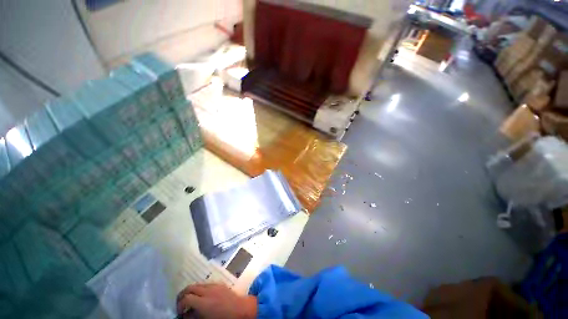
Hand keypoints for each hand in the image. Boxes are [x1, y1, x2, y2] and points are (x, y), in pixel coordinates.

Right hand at [176, 283, 256, 318]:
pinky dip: (201, 289)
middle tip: (181, 304)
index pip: (186, 298)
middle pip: (190, 287)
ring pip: (198, 284)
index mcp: (203, 302)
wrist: (241, 309)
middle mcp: (208, 291)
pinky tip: (202, 297)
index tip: (180, 312)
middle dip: (183, 295)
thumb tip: (185, 315)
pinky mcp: (220, 284)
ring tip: (191, 301)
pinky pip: (206, 284)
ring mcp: (214, 285)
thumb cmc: (224, 318)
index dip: (179, 305)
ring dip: (192, 291)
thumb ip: (193, 317)